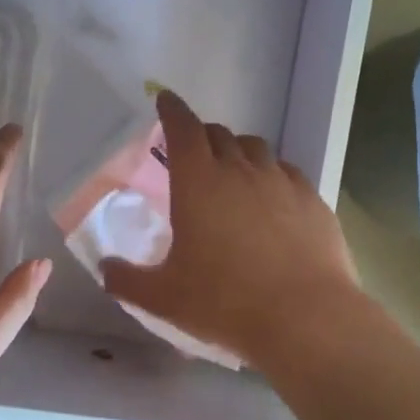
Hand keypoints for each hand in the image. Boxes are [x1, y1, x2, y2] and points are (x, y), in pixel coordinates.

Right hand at [101, 90, 360, 370]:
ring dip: (238, 151)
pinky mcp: (314, 201)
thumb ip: (126, 280)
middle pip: (219, 134)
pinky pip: (287, 172)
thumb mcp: (163, 298)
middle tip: (192, 152)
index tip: (165, 100)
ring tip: (232, 173)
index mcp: (198, 182)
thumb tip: (106, 269)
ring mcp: (282, 182)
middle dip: (201, 135)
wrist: (306, 319)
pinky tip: (272, 200)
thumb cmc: (225, 302)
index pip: (183, 128)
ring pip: (256, 148)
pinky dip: (272, 175)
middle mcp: (241, 170)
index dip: (172, 110)